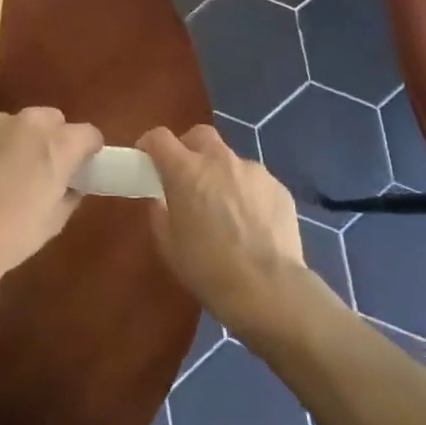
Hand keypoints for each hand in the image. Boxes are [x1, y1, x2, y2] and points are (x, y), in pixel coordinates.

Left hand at [0, 108, 102, 289]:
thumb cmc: (15, 234)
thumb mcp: (56, 219)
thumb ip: (71, 191)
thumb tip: (70, 183)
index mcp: (60, 143)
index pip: (89, 133)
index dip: (88, 150)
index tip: (81, 168)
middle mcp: (30, 123)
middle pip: (53, 119)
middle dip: (54, 138)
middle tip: (43, 169)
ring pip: (20, 123)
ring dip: (21, 139)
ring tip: (8, 172)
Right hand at [138, 125, 308, 338]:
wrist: (269, 289)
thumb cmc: (209, 270)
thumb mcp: (169, 246)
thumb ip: (160, 213)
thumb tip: (162, 199)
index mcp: (186, 171)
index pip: (159, 138)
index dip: (150, 145)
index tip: (147, 160)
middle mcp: (220, 160)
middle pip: (199, 135)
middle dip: (189, 149)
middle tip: (187, 178)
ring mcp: (253, 170)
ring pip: (230, 159)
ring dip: (221, 174)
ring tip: (225, 208)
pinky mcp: (278, 186)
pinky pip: (255, 180)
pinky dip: (247, 193)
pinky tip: (252, 223)